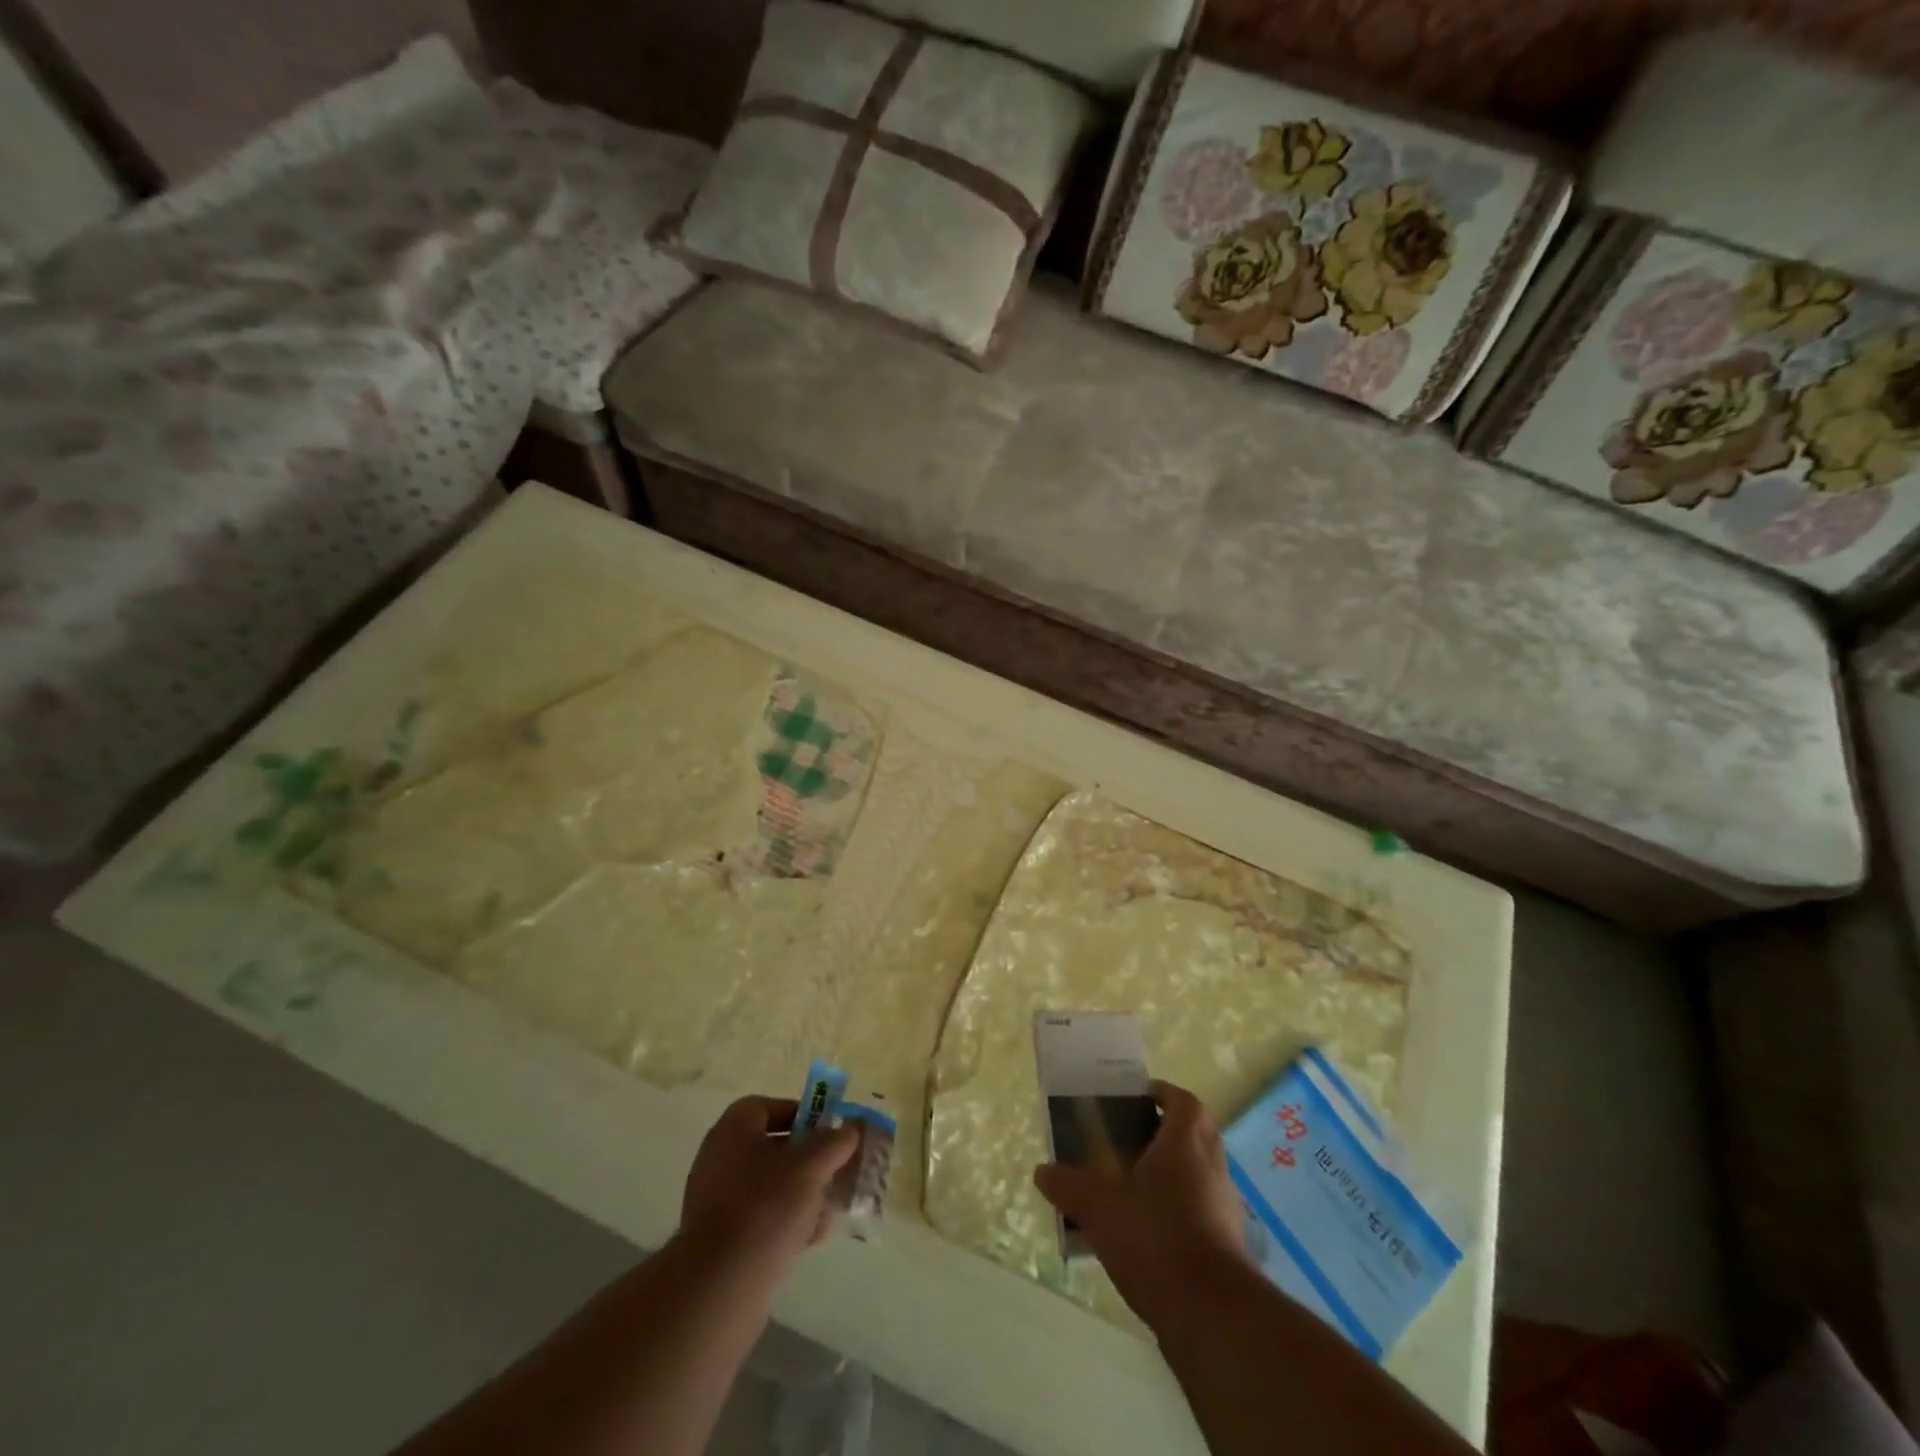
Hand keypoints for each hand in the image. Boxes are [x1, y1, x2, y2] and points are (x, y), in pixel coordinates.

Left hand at [679, 1096, 860, 1280]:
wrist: (720, 1287)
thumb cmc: (766, 1208)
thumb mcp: (811, 1166)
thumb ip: (835, 1142)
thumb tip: (851, 1128)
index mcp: (733, 1130)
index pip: (769, 1107)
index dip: (801, 1114)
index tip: (828, 1132)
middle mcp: (720, 1159)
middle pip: (773, 1148)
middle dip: (809, 1159)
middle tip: (836, 1169)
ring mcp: (717, 1202)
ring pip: (770, 1186)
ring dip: (803, 1193)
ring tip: (831, 1207)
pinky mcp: (720, 1241)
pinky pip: (760, 1219)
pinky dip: (787, 1222)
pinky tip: (813, 1237)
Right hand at [1033, 1080, 1251, 1327]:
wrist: (1212, 1315)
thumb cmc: (1156, 1238)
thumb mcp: (1099, 1207)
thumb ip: (1069, 1185)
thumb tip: (1042, 1171)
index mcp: (1186, 1141)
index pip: (1182, 1100)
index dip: (1161, 1093)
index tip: (1136, 1098)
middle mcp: (1212, 1165)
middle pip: (1193, 1134)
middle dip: (1163, 1133)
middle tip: (1128, 1139)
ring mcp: (1224, 1206)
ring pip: (1197, 1174)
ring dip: (1170, 1174)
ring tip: (1130, 1188)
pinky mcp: (1228, 1245)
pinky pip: (1200, 1211)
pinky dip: (1177, 1211)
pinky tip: (1146, 1233)